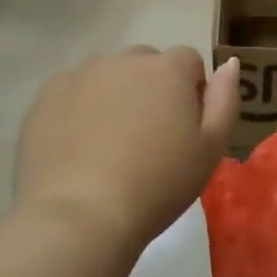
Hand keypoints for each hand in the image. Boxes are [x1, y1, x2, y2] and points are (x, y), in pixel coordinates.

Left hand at [15, 48, 239, 252]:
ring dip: (115, 95)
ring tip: (110, 145)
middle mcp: (124, 60)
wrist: (82, 216)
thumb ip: (225, 99)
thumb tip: (230, 63)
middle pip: (146, 63)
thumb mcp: (211, 149)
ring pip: (108, 75)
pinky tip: (78, 146)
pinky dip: (78, 108)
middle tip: (148, 138)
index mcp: (168, 69)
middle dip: (152, 89)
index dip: (192, 92)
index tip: (185, 130)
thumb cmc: (158, 185)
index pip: (189, 61)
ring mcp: (81, 75)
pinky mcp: (46, 96)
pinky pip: (72, 91)